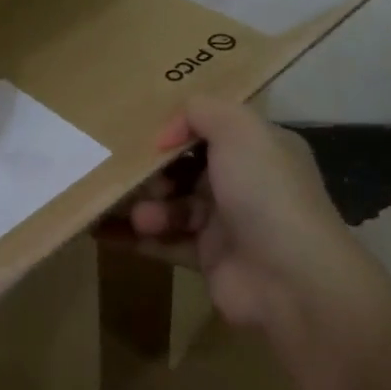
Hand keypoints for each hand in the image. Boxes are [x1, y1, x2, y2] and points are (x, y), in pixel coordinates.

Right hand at [102, 96, 362, 330]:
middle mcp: (245, 182)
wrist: (291, 278)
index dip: (179, 129)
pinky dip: (134, 237)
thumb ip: (201, 111)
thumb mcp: (239, 129)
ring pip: (174, 205)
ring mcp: (227, 223)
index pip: (214, 129)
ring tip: (140, 214)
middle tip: (135, 175)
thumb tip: (168, 132)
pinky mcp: (208, 259)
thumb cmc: (265, 191)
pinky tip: (100, 232)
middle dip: (156, 170)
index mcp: (260, 148)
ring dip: (147, 205)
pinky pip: (164, 242)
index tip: (146, 133)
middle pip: (187, 167)